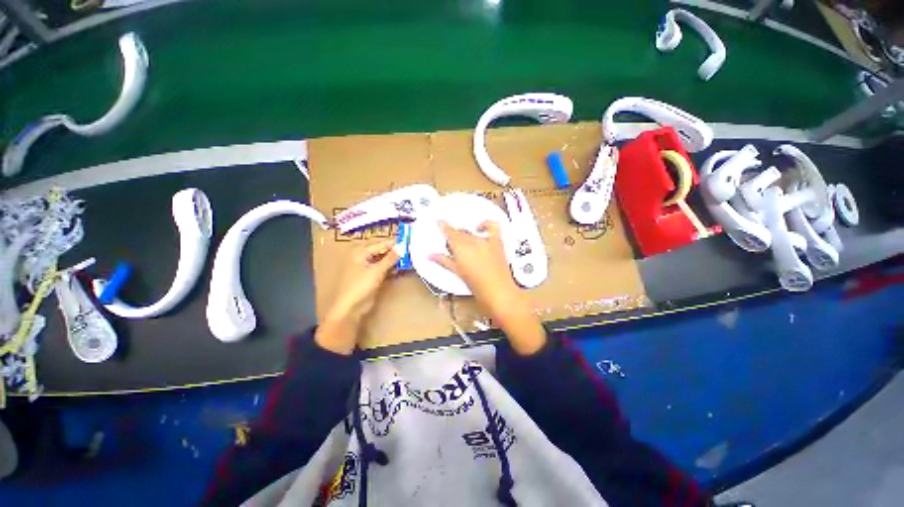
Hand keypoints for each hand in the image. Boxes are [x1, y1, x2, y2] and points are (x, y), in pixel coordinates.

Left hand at [316, 240, 398, 354]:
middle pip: (382, 252)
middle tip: (410, 251)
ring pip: (383, 261)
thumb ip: (391, 258)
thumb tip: (403, 246)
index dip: (395, 244)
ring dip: (394, 261)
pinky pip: (383, 269)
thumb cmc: (361, 285)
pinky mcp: (370, 278)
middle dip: (395, 252)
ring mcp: (366, 268)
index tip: (409, 242)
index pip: (381, 244)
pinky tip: (401, 269)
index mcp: (360, 252)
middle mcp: (362, 257)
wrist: (351, 308)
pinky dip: (391, 269)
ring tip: (409, 259)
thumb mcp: (377, 270)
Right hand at [430, 221, 545, 354]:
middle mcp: (472, 241)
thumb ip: (444, 261)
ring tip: (465, 242)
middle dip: (454, 236)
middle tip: (452, 245)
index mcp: (460, 248)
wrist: (498, 291)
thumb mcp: (457, 272)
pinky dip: (486, 224)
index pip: (449, 232)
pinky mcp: (497, 242)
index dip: (443, 226)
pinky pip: (493, 227)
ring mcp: (485, 241)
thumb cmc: (476, 285)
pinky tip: (480, 228)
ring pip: (471, 233)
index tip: (439, 222)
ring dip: (466, 235)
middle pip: (460, 233)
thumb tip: (430, 255)